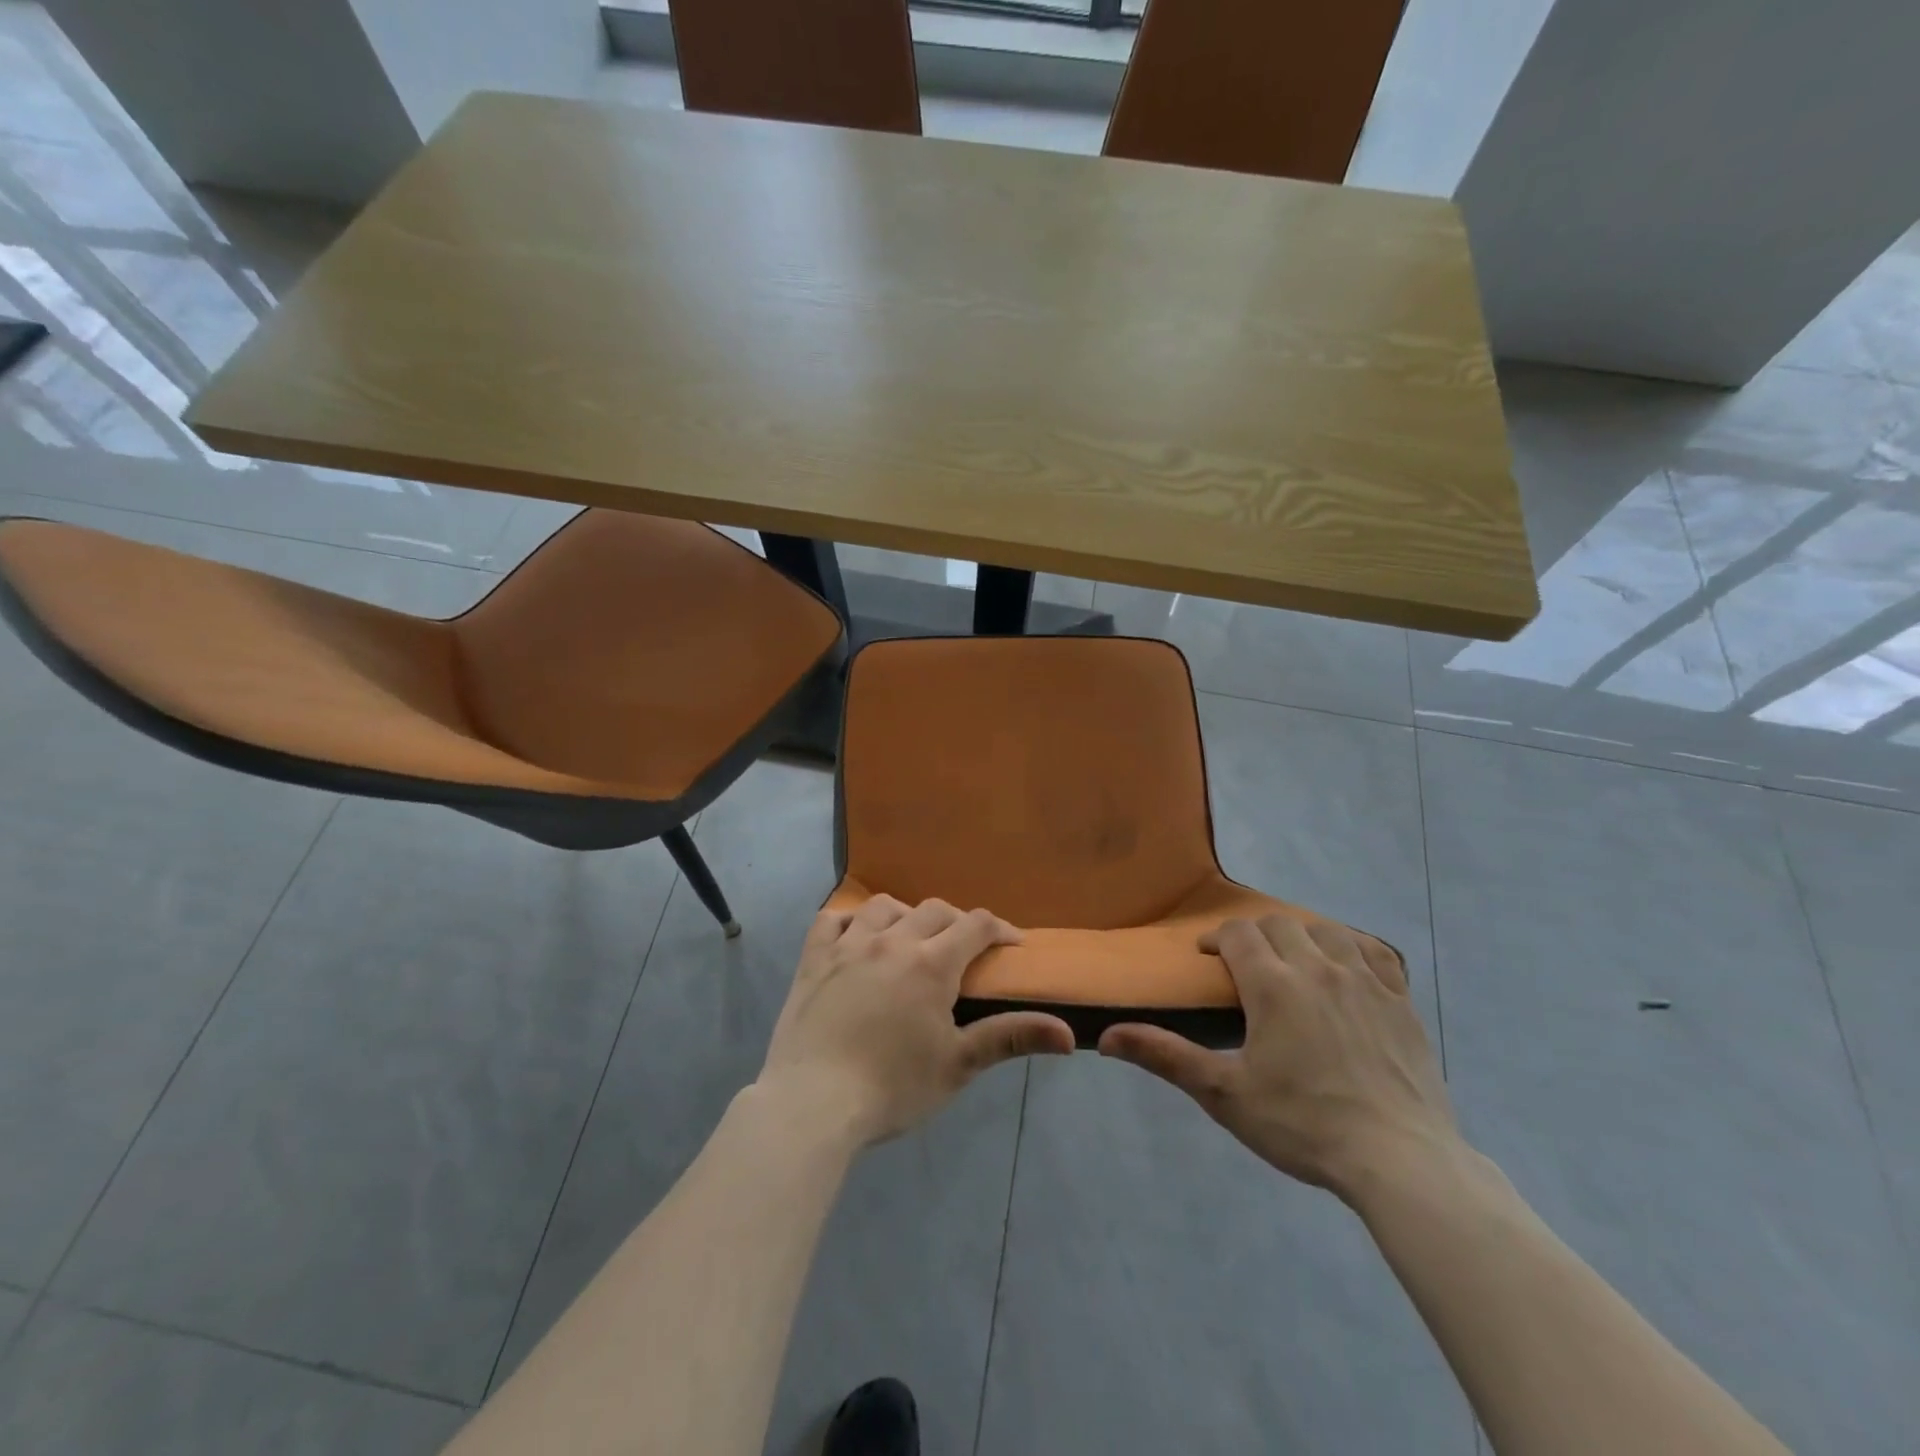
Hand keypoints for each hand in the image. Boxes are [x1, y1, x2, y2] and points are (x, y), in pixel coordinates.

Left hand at [758, 896, 1075, 1144]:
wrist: (813, 1103)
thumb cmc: (893, 1087)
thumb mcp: (959, 1065)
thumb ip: (1011, 1038)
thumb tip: (1069, 1034)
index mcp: (931, 963)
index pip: (976, 925)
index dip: (1000, 929)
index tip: (1012, 944)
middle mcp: (892, 940)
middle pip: (934, 910)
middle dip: (957, 922)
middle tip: (964, 949)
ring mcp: (848, 945)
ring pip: (884, 907)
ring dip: (906, 915)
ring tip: (911, 940)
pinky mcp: (813, 959)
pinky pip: (833, 920)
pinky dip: (851, 921)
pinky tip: (857, 939)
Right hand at [1098, 915, 1458, 1201]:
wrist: (1399, 1161)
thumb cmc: (1303, 1125)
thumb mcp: (1224, 1093)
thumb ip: (1165, 1056)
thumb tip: (1105, 1037)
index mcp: (1273, 984)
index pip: (1238, 933)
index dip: (1217, 938)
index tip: (1207, 958)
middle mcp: (1318, 967)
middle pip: (1279, 924)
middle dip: (1255, 935)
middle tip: (1245, 965)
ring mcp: (1366, 981)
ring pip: (1327, 930)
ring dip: (1301, 936)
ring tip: (1292, 962)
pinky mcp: (1401, 1001)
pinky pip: (1375, 952)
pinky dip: (1352, 948)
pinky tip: (1346, 967)